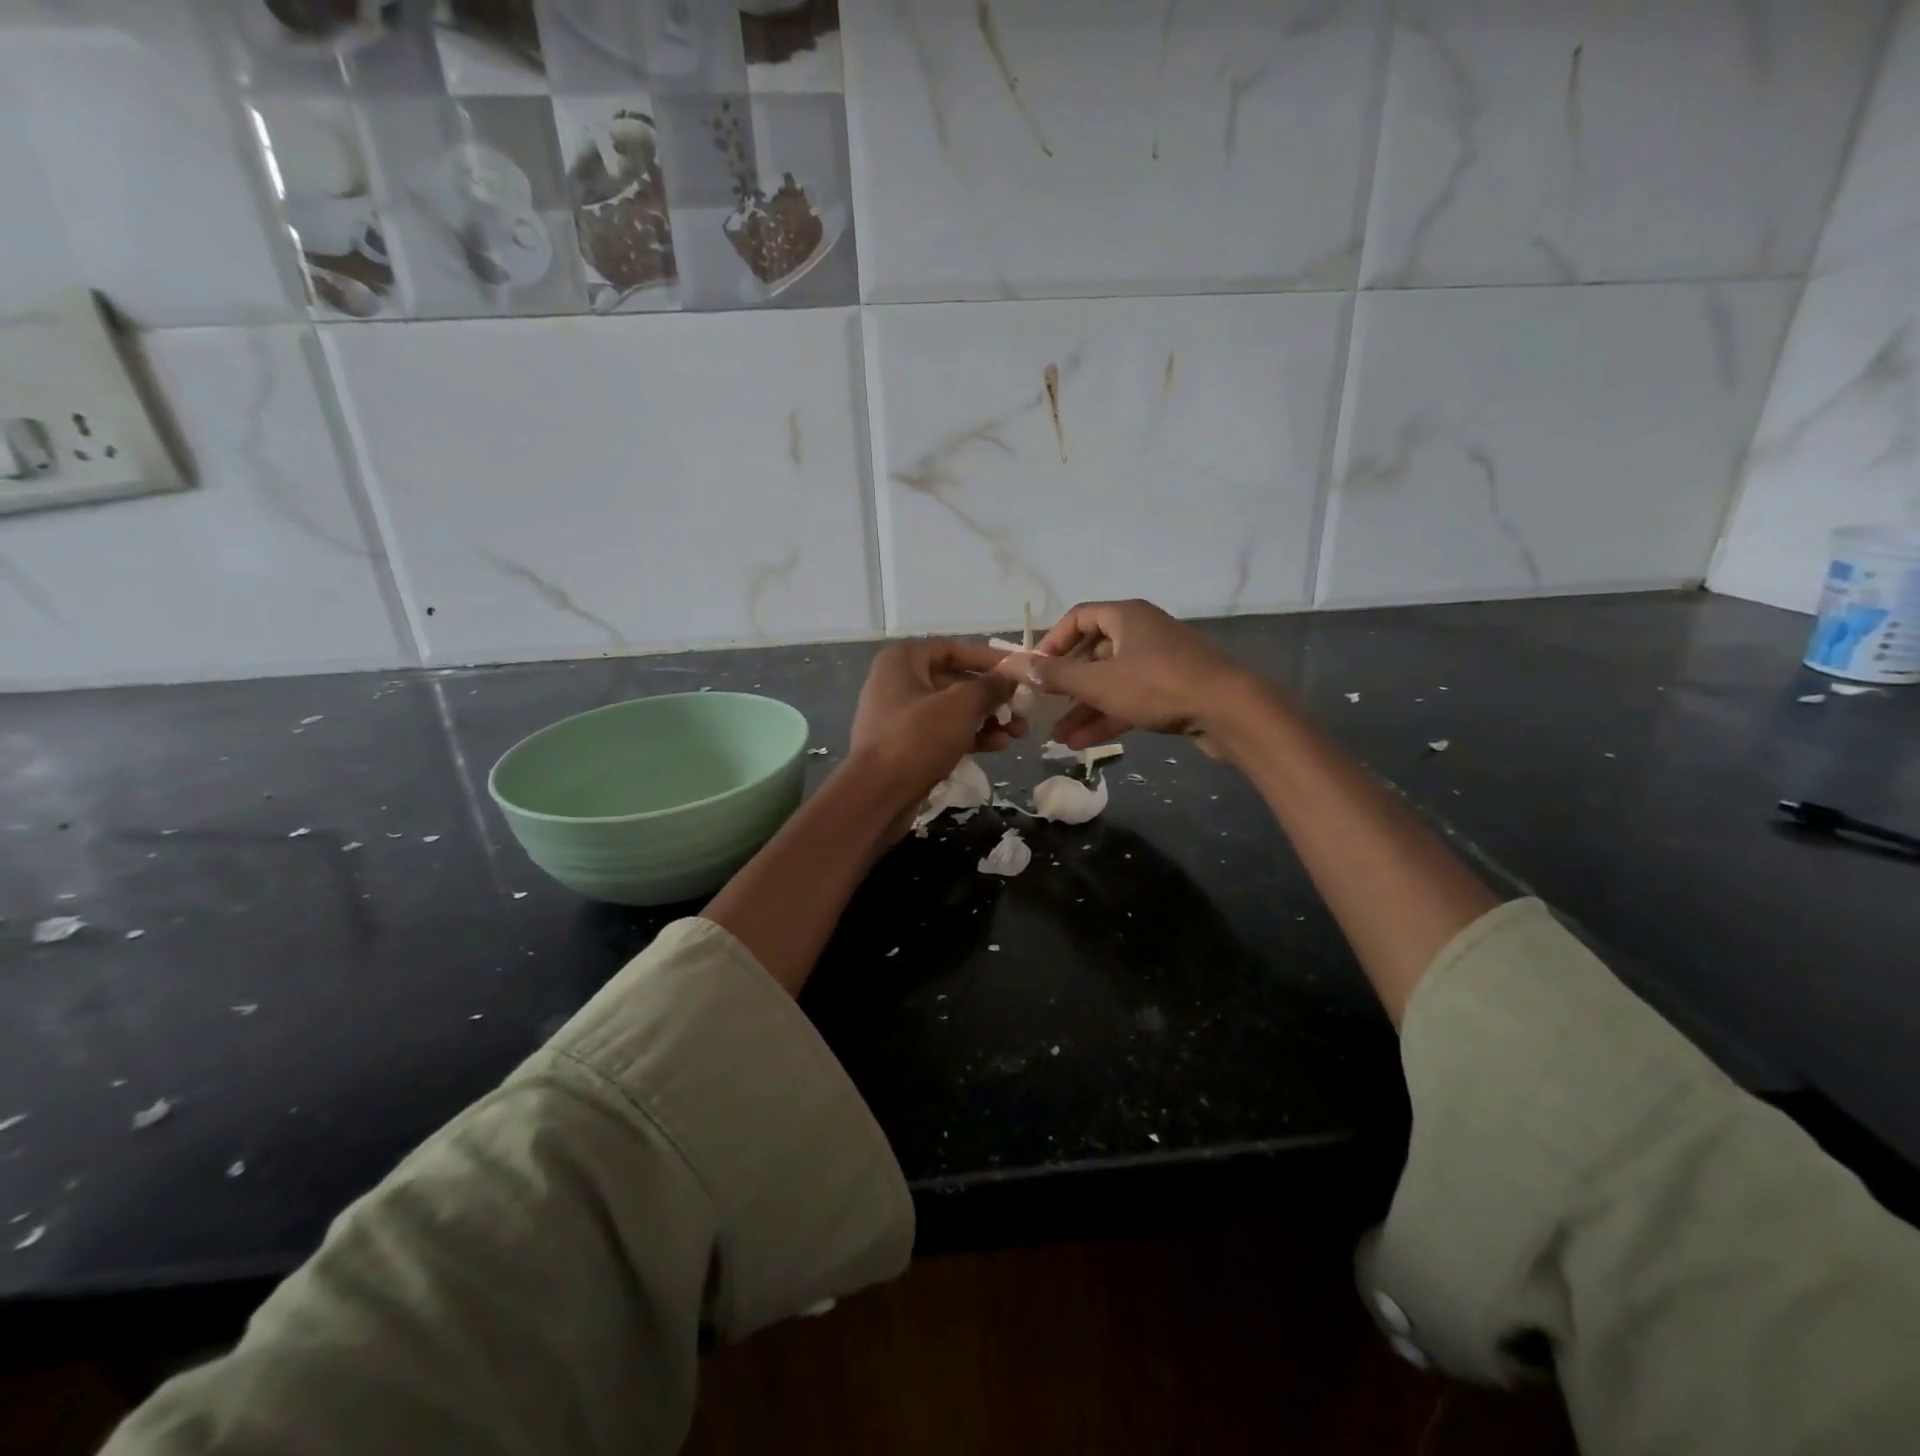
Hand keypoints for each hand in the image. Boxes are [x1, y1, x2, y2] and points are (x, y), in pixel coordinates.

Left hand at [848, 640, 1022, 812]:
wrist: (877, 794)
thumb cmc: (918, 738)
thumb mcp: (961, 706)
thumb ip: (990, 687)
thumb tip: (1009, 678)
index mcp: (903, 661)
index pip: (953, 649)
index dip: (988, 659)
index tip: (1017, 671)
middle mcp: (897, 682)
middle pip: (954, 681)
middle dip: (992, 697)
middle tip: (1022, 709)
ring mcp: (899, 716)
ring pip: (951, 710)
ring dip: (986, 719)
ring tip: (1018, 732)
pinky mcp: (904, 746)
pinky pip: (942, 732)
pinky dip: (969, 736)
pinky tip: (998, 746)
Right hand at [1011, 599, 1261, 756]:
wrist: (1229, 711)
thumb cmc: (1158, 686)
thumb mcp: (1099, 682)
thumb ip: (1055, 675)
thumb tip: (1013, 665)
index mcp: (1126, 617)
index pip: (1078, 618)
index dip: (1052, 642)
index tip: (1035, 670)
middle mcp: (1142, 633)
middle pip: (1093, 653)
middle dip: (1067, 685)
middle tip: (1045, 709)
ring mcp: (1159, 663)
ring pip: (1110, 682)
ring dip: (1083, 708)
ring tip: (1057, 738)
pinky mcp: (1172, 691)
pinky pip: (1129, 699)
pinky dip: (1107, 717)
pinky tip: (1082, 743)